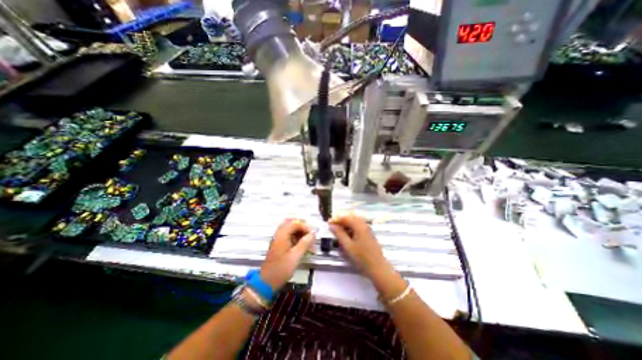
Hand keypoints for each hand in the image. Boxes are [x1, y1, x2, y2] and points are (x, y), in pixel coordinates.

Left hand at [258, 218, 312, 290]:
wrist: (267, 282)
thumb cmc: (281, 269)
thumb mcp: (295, 256)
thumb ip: (305, 243)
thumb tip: (313, 234)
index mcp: (282, 234)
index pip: (296, 223)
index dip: (305, 227)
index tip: (312, 236)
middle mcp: (280, 233)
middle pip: (293, 223)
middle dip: (303, 228)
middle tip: (311, 236)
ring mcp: (279, 239)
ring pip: (291, 229)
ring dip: (301, 233)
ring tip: (309, 242)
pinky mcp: (280, 244)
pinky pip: (290, 236)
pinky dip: (297, 238)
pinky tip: (303, 246)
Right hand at [328, 213, 388, 278]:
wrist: (378, 268)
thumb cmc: (362, 258)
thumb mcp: (348, 246)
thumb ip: (339, 234)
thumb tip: (331, 225)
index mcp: (359, 226)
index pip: (345, 217)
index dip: (336, 219)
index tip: (328, 223)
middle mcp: (364, 224)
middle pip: (350, 217)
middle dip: (341, 220)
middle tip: (332, 226)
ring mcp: (367, 229)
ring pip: (354, 221)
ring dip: (345, 224)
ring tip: (338, 231)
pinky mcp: (368, 234)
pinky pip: (358, 226)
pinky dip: (351, 228)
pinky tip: (347, 235)